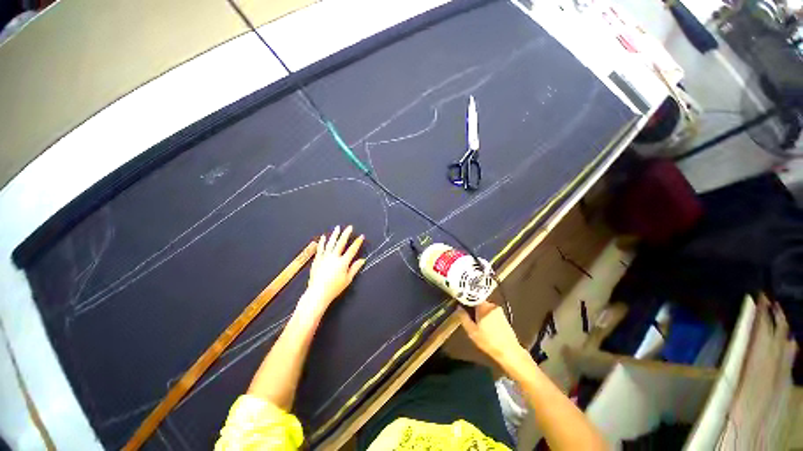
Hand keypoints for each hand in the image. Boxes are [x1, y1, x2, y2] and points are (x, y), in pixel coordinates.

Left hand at [298, 225, 365, 317]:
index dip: (357, 242)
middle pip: (341, 243)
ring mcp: (324, 257)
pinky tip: (324, 237)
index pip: (352, 250)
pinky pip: (320, 248)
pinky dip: (322, 242)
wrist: (318, 292)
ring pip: (330, 243)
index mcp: (343, 263)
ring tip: (337, 228)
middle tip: (349, 227)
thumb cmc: (334, 288)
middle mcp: (334, 257)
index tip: (361, 236)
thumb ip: (355, 268)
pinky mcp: (317, 259)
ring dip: (335, 235)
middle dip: (346, 234)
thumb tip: (362, 260)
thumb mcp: (347, 280)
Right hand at [458, 302, 525, 367]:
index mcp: (485, 307)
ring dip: (479, 315)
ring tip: (475, 326)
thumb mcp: (471, 331)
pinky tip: (485, 329)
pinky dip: (486, 319)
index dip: (465, 302)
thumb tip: (458, 308)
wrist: (507, 350)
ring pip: (485, 310)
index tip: (460, 307)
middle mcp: (493, 306)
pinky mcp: (504, 318)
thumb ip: (464, 318)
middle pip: (479, 304)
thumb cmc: (487, 341)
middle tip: (466, 320)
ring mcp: (500, 312)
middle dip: (473, 310)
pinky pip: (491, 314)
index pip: (473, 298)